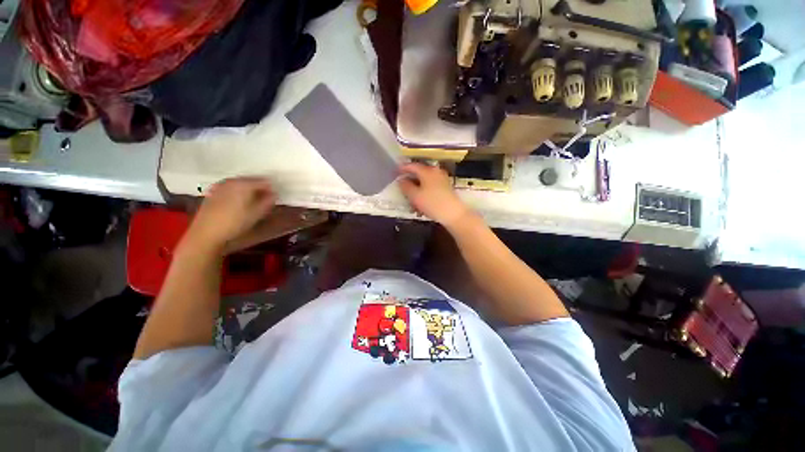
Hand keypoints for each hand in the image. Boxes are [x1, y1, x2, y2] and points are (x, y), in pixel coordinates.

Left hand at [185, 177, 274, 250]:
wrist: (206, 233)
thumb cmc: (235, 223)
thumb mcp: (257, 214)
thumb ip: (268, 201)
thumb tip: (274, 194)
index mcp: (244, 184)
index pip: (264, 181)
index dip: (272, 188)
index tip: (276, 196)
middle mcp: (232, 180)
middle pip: (251, 180)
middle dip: (260, 188)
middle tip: (267, 199)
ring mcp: (221, 185)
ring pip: (241, 184)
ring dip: (249, 190)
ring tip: (254, 201)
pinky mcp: (213, 192)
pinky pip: (231, 188)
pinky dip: (238, 192)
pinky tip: (240, 203)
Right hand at [397, 163, 471, 228]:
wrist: (453, 214)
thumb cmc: (432, 203)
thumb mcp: (415, 196)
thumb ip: (406, 186)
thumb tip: (401, 180)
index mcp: (427, 171)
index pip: (411, 166)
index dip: (402, 169)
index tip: (394, 173)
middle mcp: (435, 171)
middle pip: (419, 173)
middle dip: (410, 179)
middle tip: (402, 186)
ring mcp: (442, 179)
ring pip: (425, 180)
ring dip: (417, 187)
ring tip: (411, 198)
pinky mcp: (446, 187)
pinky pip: (431, 186)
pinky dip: (424, 191)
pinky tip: (421, 201)